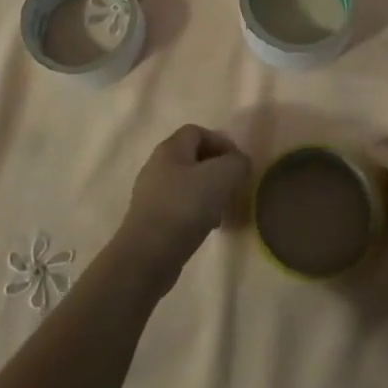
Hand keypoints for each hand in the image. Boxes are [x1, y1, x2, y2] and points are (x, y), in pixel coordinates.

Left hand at [117, 125, 250, 292]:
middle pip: (192, 158)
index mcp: (170, 149)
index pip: (197, 132)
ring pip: (186, 184)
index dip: (221, 142)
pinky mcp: (150, 219)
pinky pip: (179, 206)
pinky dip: (195, 212)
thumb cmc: (185, 207)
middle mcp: (156, 165)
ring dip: (207, 192)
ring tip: (222, 210)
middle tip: (233, 186)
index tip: (238, 164)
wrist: (148, 255)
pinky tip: (206, 227)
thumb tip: (240, 163)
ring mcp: (150, 194)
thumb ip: (237, 163)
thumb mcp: (222, 177)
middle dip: (216, 169)